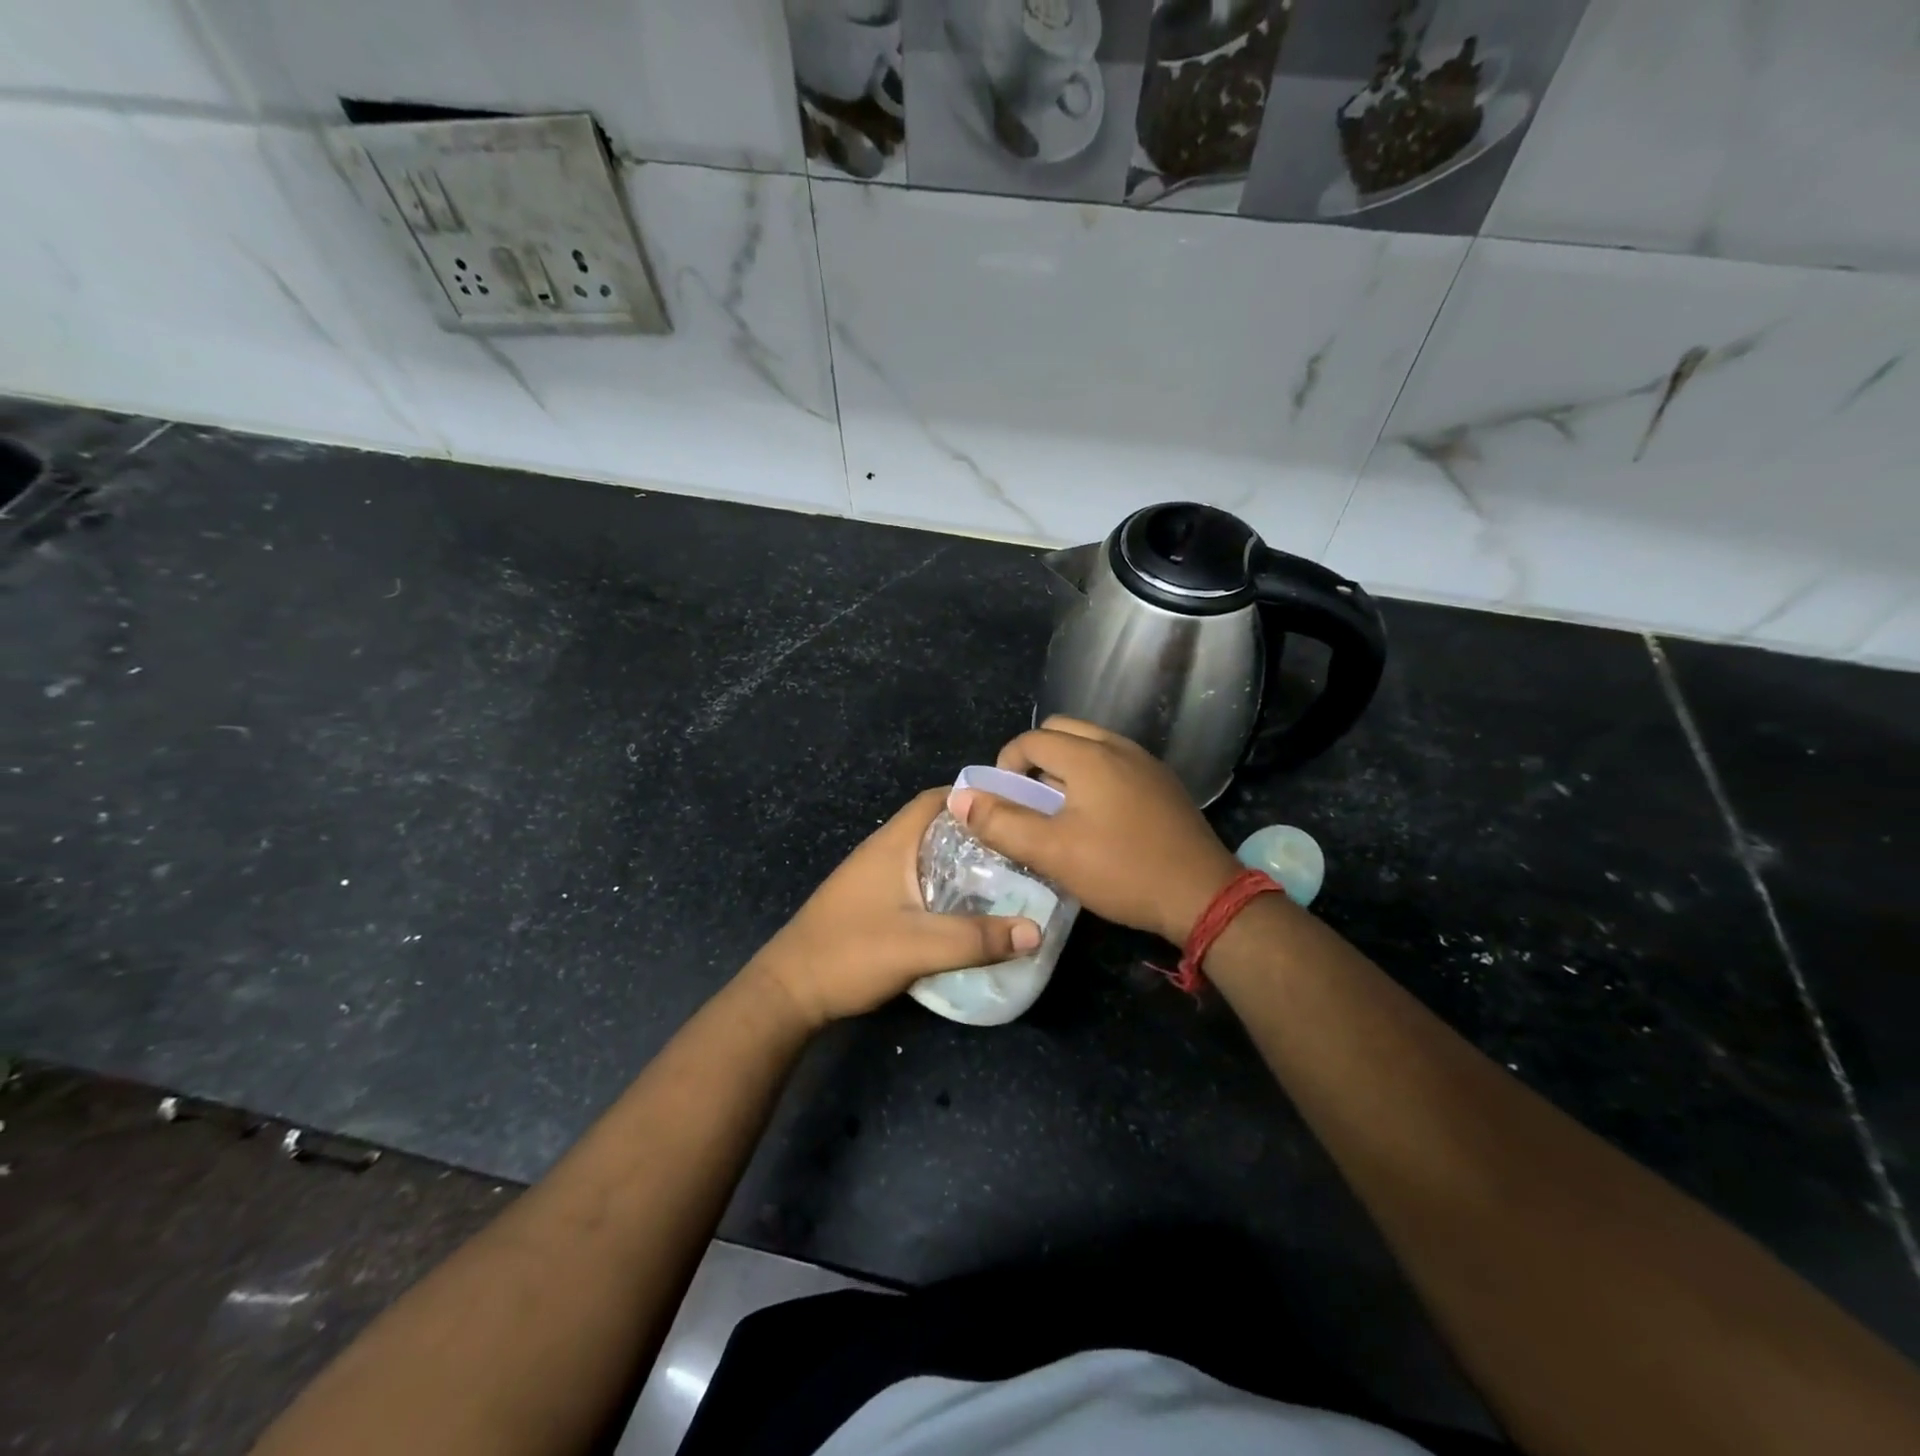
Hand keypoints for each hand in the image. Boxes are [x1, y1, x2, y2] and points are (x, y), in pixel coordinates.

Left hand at [750, 788, 1042, 1030]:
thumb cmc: (850, 954)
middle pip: (936, 826)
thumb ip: (977, 938)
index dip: (975, 798)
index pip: (937, 799)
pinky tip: (967, 909)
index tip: (1015, 809)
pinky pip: (917, 880)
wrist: (789, 992)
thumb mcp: (919, 946)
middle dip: (977, 833)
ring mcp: (874, 877)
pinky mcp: (871, 902)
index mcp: (893, 843)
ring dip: (961, 861)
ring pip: (927, 855)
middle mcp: (883, 851)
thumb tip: (1036, 931)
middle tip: (1020, 849)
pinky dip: (945, 884)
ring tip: (1005, 877)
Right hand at [951, 717, 1241, 945]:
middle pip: (1060, 732)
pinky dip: (1092, 777)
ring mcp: (1146, 763)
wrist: (1203, 895)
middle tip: (1028, 802)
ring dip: (1063, 768)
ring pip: (1090, 746)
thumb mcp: (1052, 852)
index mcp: (1089, 755)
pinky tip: (1096, 820)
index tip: (1002, 803)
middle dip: (1034, 760)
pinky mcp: (1162, 783)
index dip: (1005, 766)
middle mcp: (1118, 746)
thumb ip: (1001, 823)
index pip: (1031, 740)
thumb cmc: (1122, 870)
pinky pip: (1114, 763)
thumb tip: (960, 798)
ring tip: (1058, 812)